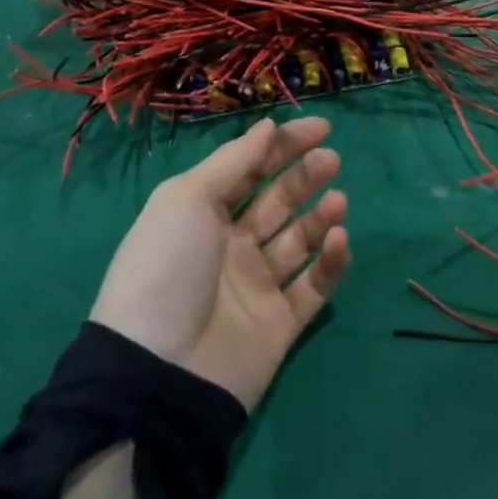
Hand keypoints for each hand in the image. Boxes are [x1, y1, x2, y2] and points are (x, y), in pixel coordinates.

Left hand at [90, 116, 350, 408]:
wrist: (159, 372)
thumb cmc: (167, 267)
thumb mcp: (187, 198)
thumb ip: (233, 160)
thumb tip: (268, 126)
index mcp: (203, 216)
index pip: (250, 170)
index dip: (283, 146)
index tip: (321, 128)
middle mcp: (231, 246)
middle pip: (278, 201)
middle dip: (305, 176)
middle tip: (331, 159)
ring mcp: (257, 286)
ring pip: (300, 240)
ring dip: (321, 215)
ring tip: (338, 201)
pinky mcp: (281, 323)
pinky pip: (313, 286)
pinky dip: (330, 261)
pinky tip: (338, 238)